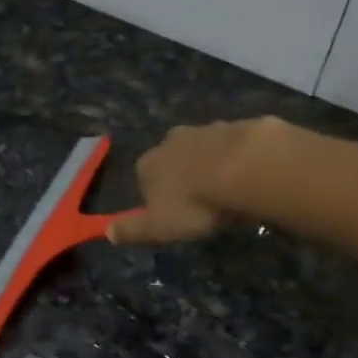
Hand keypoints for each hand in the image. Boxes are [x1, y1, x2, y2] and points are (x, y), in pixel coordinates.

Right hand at [108, 119, 272, 245]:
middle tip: (201, 202)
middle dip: (182, 176)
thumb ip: (132, 229)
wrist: (246, 168)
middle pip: (172, 159)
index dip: (155, 198)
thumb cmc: (195, 203)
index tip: (172, 216)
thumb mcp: (158, 227)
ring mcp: (206, 129)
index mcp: (148, 164)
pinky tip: (251, 176)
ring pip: (203, 149)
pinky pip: (234, 145)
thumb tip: (106, 232)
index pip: (143, 180)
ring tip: (228, 190)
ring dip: (210, 165)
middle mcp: (172, 140)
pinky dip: (238, 158)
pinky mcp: (239, 125)